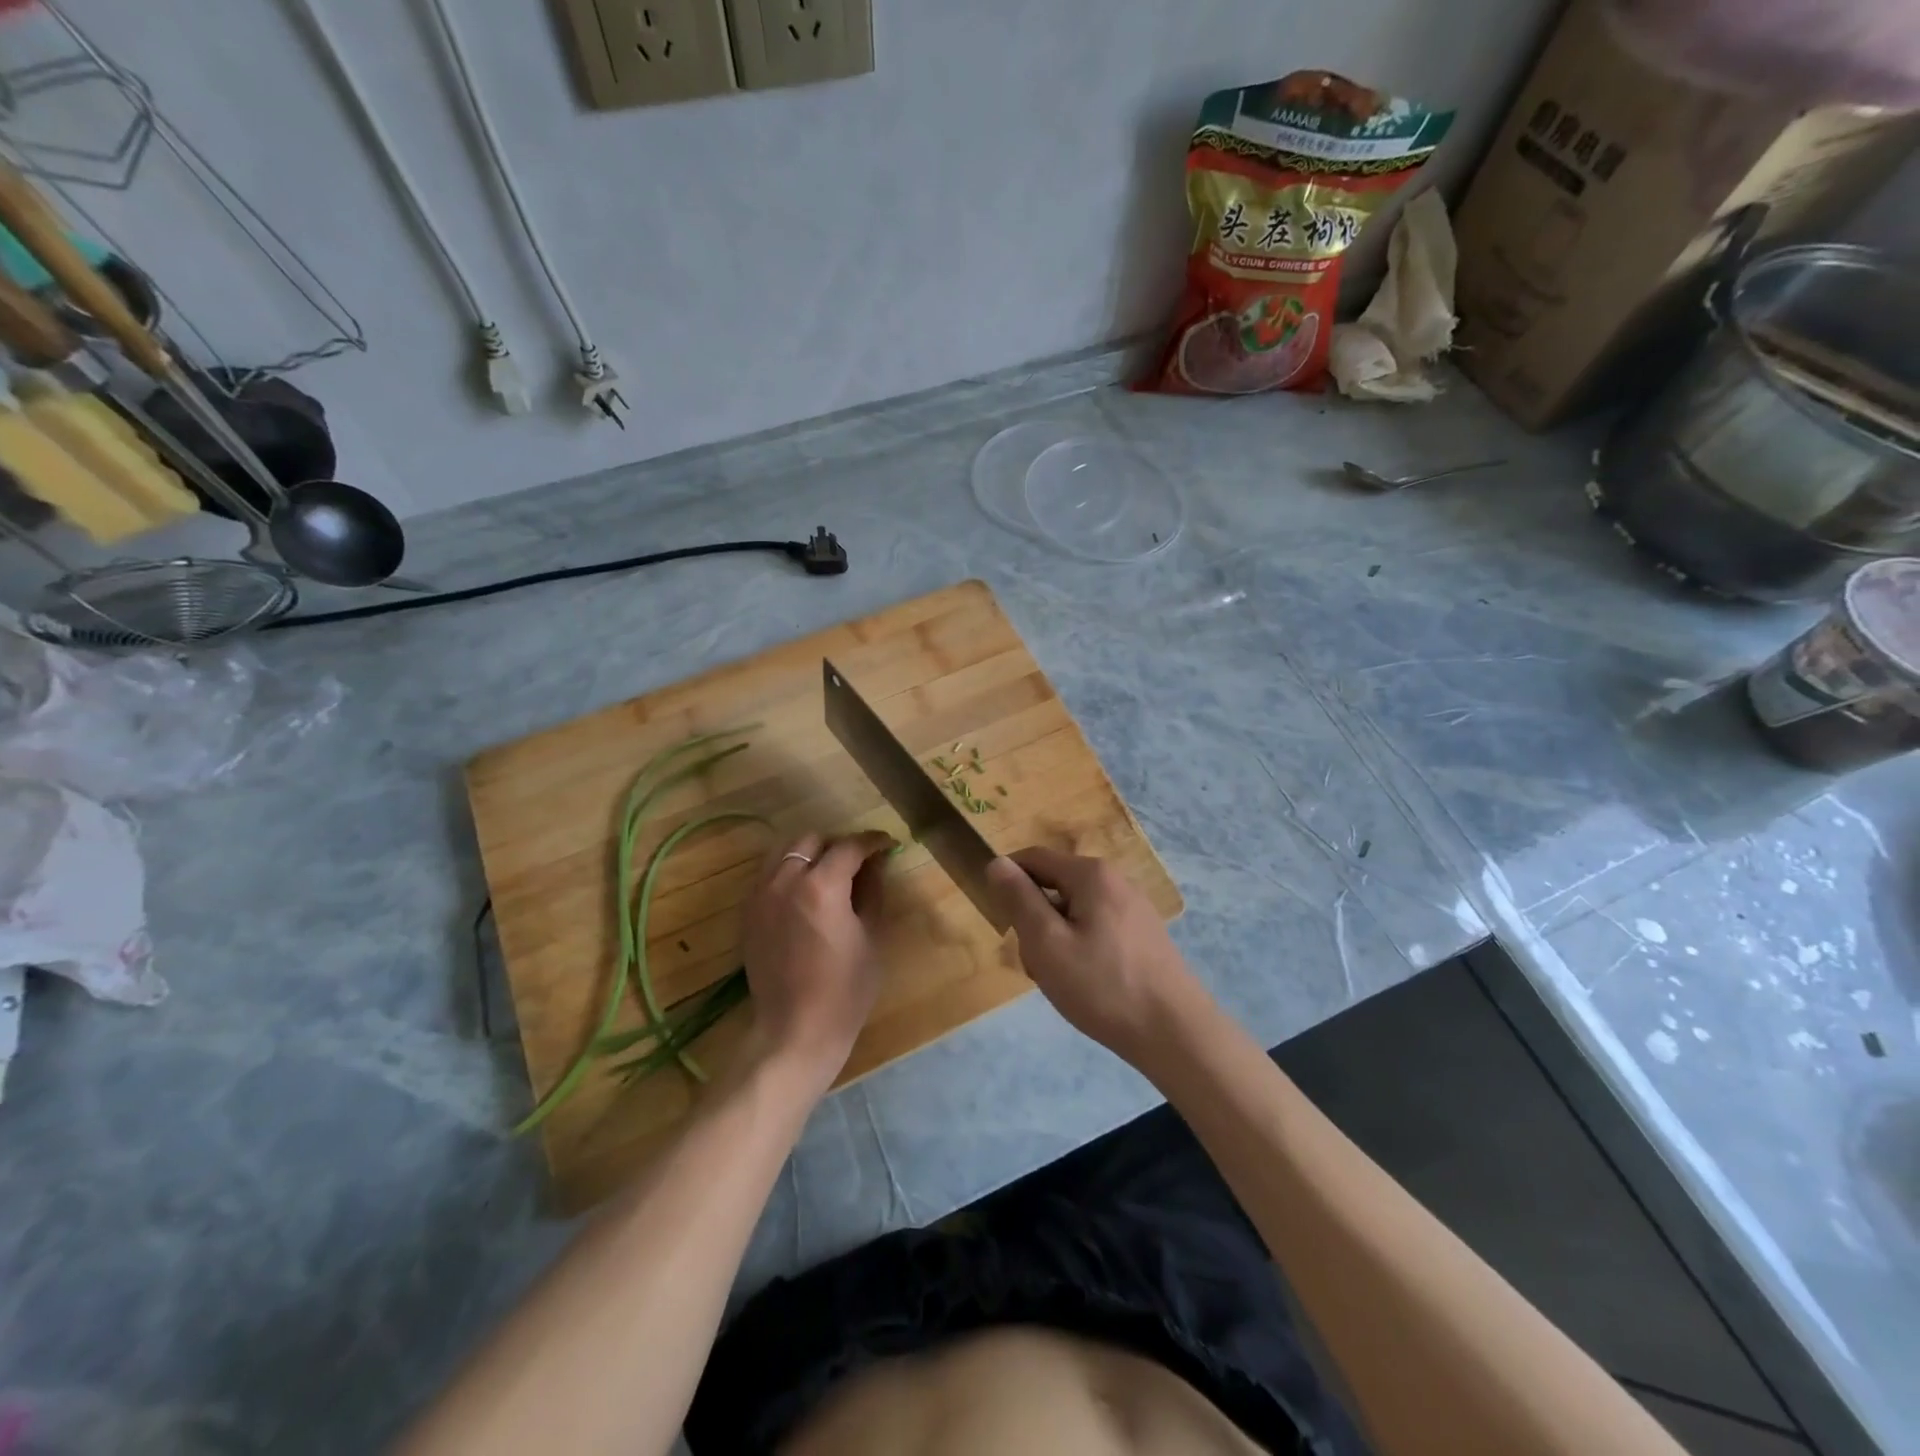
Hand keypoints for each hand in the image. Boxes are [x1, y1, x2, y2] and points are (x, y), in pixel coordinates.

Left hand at [740, 830, 892, 1094]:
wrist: (794, 1031)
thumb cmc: (845, 990)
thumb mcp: (871, 937)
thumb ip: (873, 891)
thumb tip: (876, 863)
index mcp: (821, 886)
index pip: (849, 846)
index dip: (872, 841)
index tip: (887, 844)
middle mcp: (785, 881)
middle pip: (811, 840)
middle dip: (837, 844)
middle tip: (857, 862)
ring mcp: (761, 895)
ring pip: (783, 851)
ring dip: (809, 853)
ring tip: (828, 873)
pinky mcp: (748, 913)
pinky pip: (768, 874)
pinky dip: (788, 871)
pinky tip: (804, 893)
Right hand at [985, 847, 1202, 1066]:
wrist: (1175, 1033)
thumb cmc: (1103, 986)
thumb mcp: (1046, 943)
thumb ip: (1019, 899)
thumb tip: (997, 862)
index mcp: (1091, 874)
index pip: (1033, 858)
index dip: (1008, 881)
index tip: (999, 919)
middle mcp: (1115, 881)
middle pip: (1054, 887)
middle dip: (1035, 921)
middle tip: (1036, 963)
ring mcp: (1133, 908)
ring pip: (1074, 913)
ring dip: (1056, 941)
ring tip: (1062, 981)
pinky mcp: (1143, 935)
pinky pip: (1096, 930)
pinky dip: (1080, 951)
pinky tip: (1087, 986)